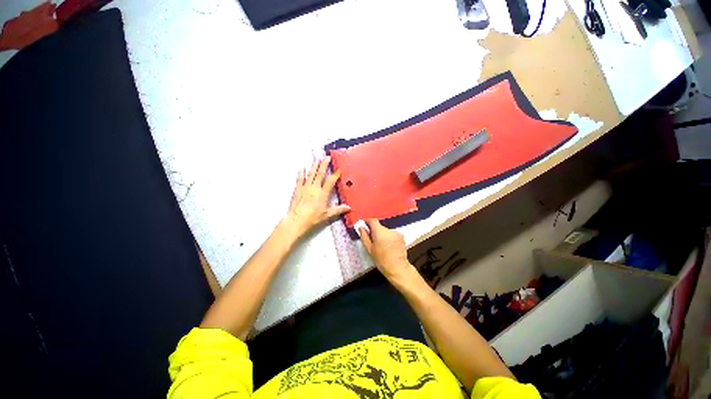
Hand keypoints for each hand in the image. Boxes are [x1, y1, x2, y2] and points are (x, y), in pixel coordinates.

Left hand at [283, 157, 350, 238]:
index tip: (338, 169)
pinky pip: (300, 179)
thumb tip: (348, 208)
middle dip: (324, 165)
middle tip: (327, 157)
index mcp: (323, 194)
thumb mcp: (327, 215)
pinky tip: (302, 167)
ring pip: (311, 174)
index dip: (335, 175)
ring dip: (314, 166)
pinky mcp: (298, 189)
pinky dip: (301, 173)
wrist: (296, 221)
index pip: (330, 182)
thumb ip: (338, 210)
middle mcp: (314, 188)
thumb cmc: (312, 218)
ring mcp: (305, 188)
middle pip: (320, 174)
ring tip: (317, 159)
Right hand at [359, 219, 415, 281]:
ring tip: (382, 245)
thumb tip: (361, 227)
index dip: (368, 221)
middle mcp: (388, 230)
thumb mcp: (369, 249)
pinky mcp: (401, 236)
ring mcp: (396, 232)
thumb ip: (364, 236)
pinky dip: (389, 237)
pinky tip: (389, 246)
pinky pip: (392, 234)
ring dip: (383, 235)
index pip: (373, 220)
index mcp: (379, 232)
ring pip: (385, 230)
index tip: (364, 224)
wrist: (398, 268)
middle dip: (375, 231)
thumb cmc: (381, 260)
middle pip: (379, 226)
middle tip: (373, 240)